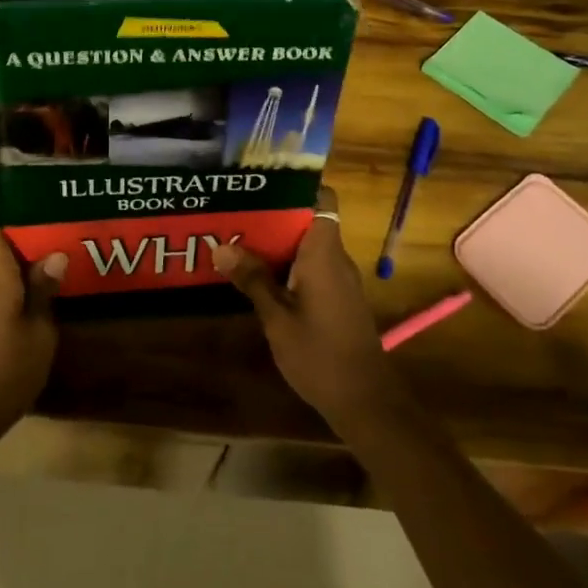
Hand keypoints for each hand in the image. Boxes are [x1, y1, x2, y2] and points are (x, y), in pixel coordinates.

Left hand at [0, 190, 64, 446]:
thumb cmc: (0, 374)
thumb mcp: (39, 334)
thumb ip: (44, 290)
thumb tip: (55, 252)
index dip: (0, 189)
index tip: (32, 181)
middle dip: (22, 215)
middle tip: (61, 209)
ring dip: (20, 244)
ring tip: (59, 239)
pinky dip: (14, 269)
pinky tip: (41, 280)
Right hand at [212, 187, 409, 436]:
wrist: (365, 402)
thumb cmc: (319, 355)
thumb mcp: (277, 318)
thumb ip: (253, 280)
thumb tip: (221, 246)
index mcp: (324, 252)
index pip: (322, 199)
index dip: (296, 187)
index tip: (262, 185)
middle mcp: (336, 258)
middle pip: (308, 221)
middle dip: (273, 216)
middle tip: (236, 214)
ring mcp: (340, 280)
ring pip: (308, 246)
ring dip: (278, 244)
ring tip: (239, 241)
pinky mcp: (339, 299)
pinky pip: (313, 267)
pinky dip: (289, 266)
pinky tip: (260, 277)